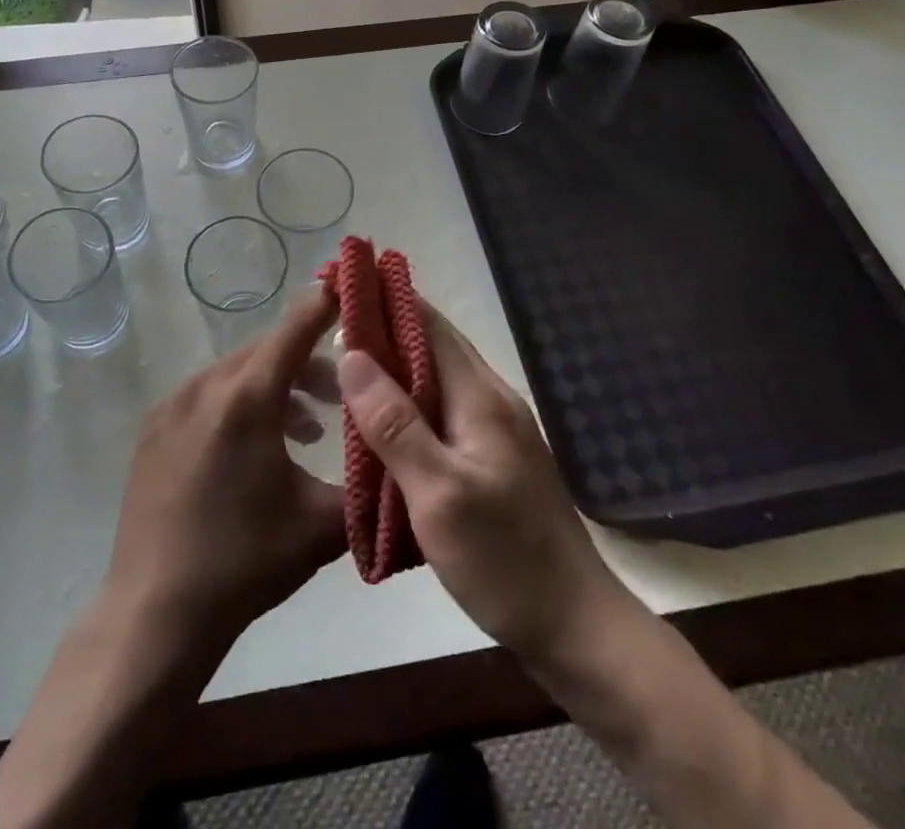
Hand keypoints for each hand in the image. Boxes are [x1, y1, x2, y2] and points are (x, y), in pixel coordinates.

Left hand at [103, 291, 346, 652]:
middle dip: (308, 362)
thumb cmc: (244, 563)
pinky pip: (208, 396)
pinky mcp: (154, 429)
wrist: (155, 613)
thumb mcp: (320, 526)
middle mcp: (206, 386)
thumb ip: (365, 482)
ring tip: (306, 429)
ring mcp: (173, 405)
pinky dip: (239, 403)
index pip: (295, 329)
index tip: (350, 285)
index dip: (325, 305)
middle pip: (267, 350)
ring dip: (275, 387)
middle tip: (341, 394)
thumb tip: (397, 457)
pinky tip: (256, 448)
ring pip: (237, 373)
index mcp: (247, 398)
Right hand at [337, 299, 620, 663]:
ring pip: (434, 376)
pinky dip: (406, 397)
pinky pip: (440, 408)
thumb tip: (352, 354)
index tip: (340, 277)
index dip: (384, 295)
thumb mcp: (439, 494)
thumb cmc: (505, 559)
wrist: (576, 627)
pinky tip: (379, 415)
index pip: (427, 323)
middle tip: (327, 318)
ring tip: (342, 359)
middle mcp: (490, 399)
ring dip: (392, 360)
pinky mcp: (491, 456)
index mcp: (480, 396)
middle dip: (382, 322)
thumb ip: (394, 423)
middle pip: (430, 343)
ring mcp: (494, 428)